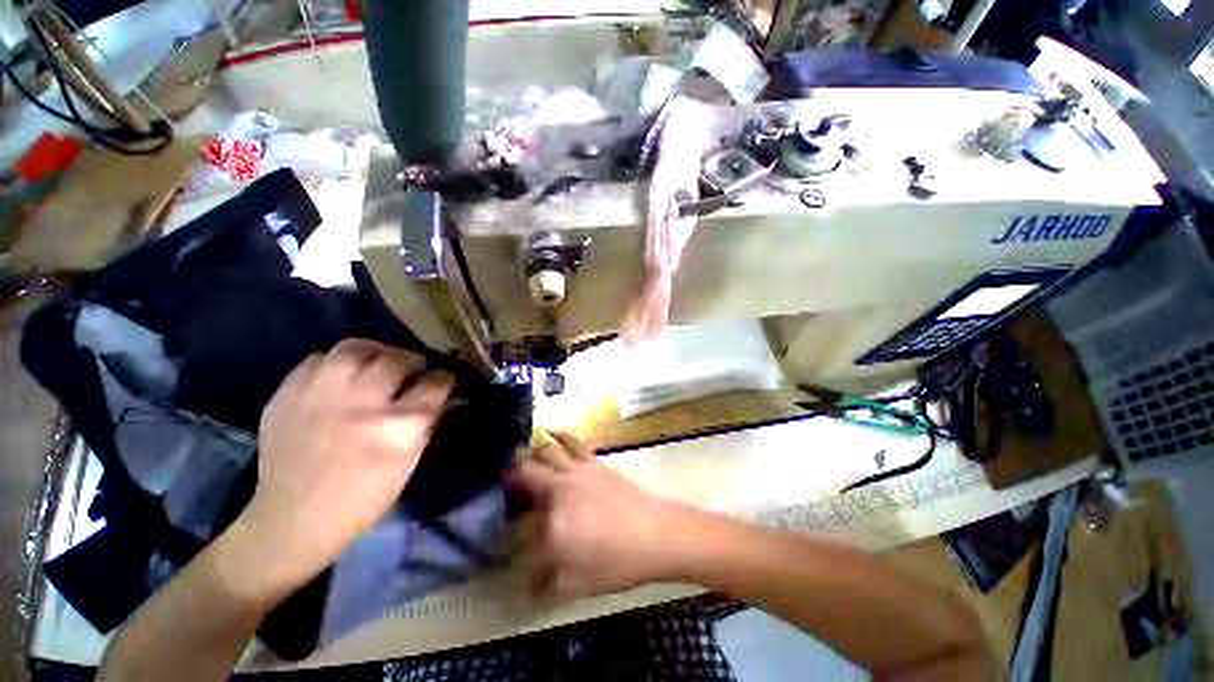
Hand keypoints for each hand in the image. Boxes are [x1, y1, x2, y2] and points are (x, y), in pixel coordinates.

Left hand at [234, 339, 453, 595]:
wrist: (292, 521)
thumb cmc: (363, 499)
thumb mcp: (408, 463)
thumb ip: (425, 423)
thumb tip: (438, 394)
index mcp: (398, 428)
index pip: (435, 383)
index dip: (444, 378)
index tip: (443, 380)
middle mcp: (362, 405)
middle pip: (398, 359)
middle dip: (412, 361)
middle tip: (411, 370)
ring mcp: (319, 397)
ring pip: (355, 348)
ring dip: (375, 352)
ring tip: (376, 363)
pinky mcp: (286, 397)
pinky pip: (316, 359)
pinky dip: (334, 363)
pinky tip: (339, 377)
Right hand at [512, 432, 688, 598]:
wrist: (655, 534)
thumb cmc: (616, 562)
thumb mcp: (577, 584)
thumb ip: (547, 582)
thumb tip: (530, 584)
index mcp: (552, 523)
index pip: (523, 532)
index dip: (515, 543)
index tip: (511, 545)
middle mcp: (560, 489)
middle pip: (527, 473)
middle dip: (511, 475)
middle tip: (504, 479)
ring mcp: (578, 471)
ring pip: (548, 451)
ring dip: (532, 452)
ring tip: (523, 454)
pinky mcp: (595, 463)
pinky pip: (575, 442)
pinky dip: (561, 435)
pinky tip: (552, 430)